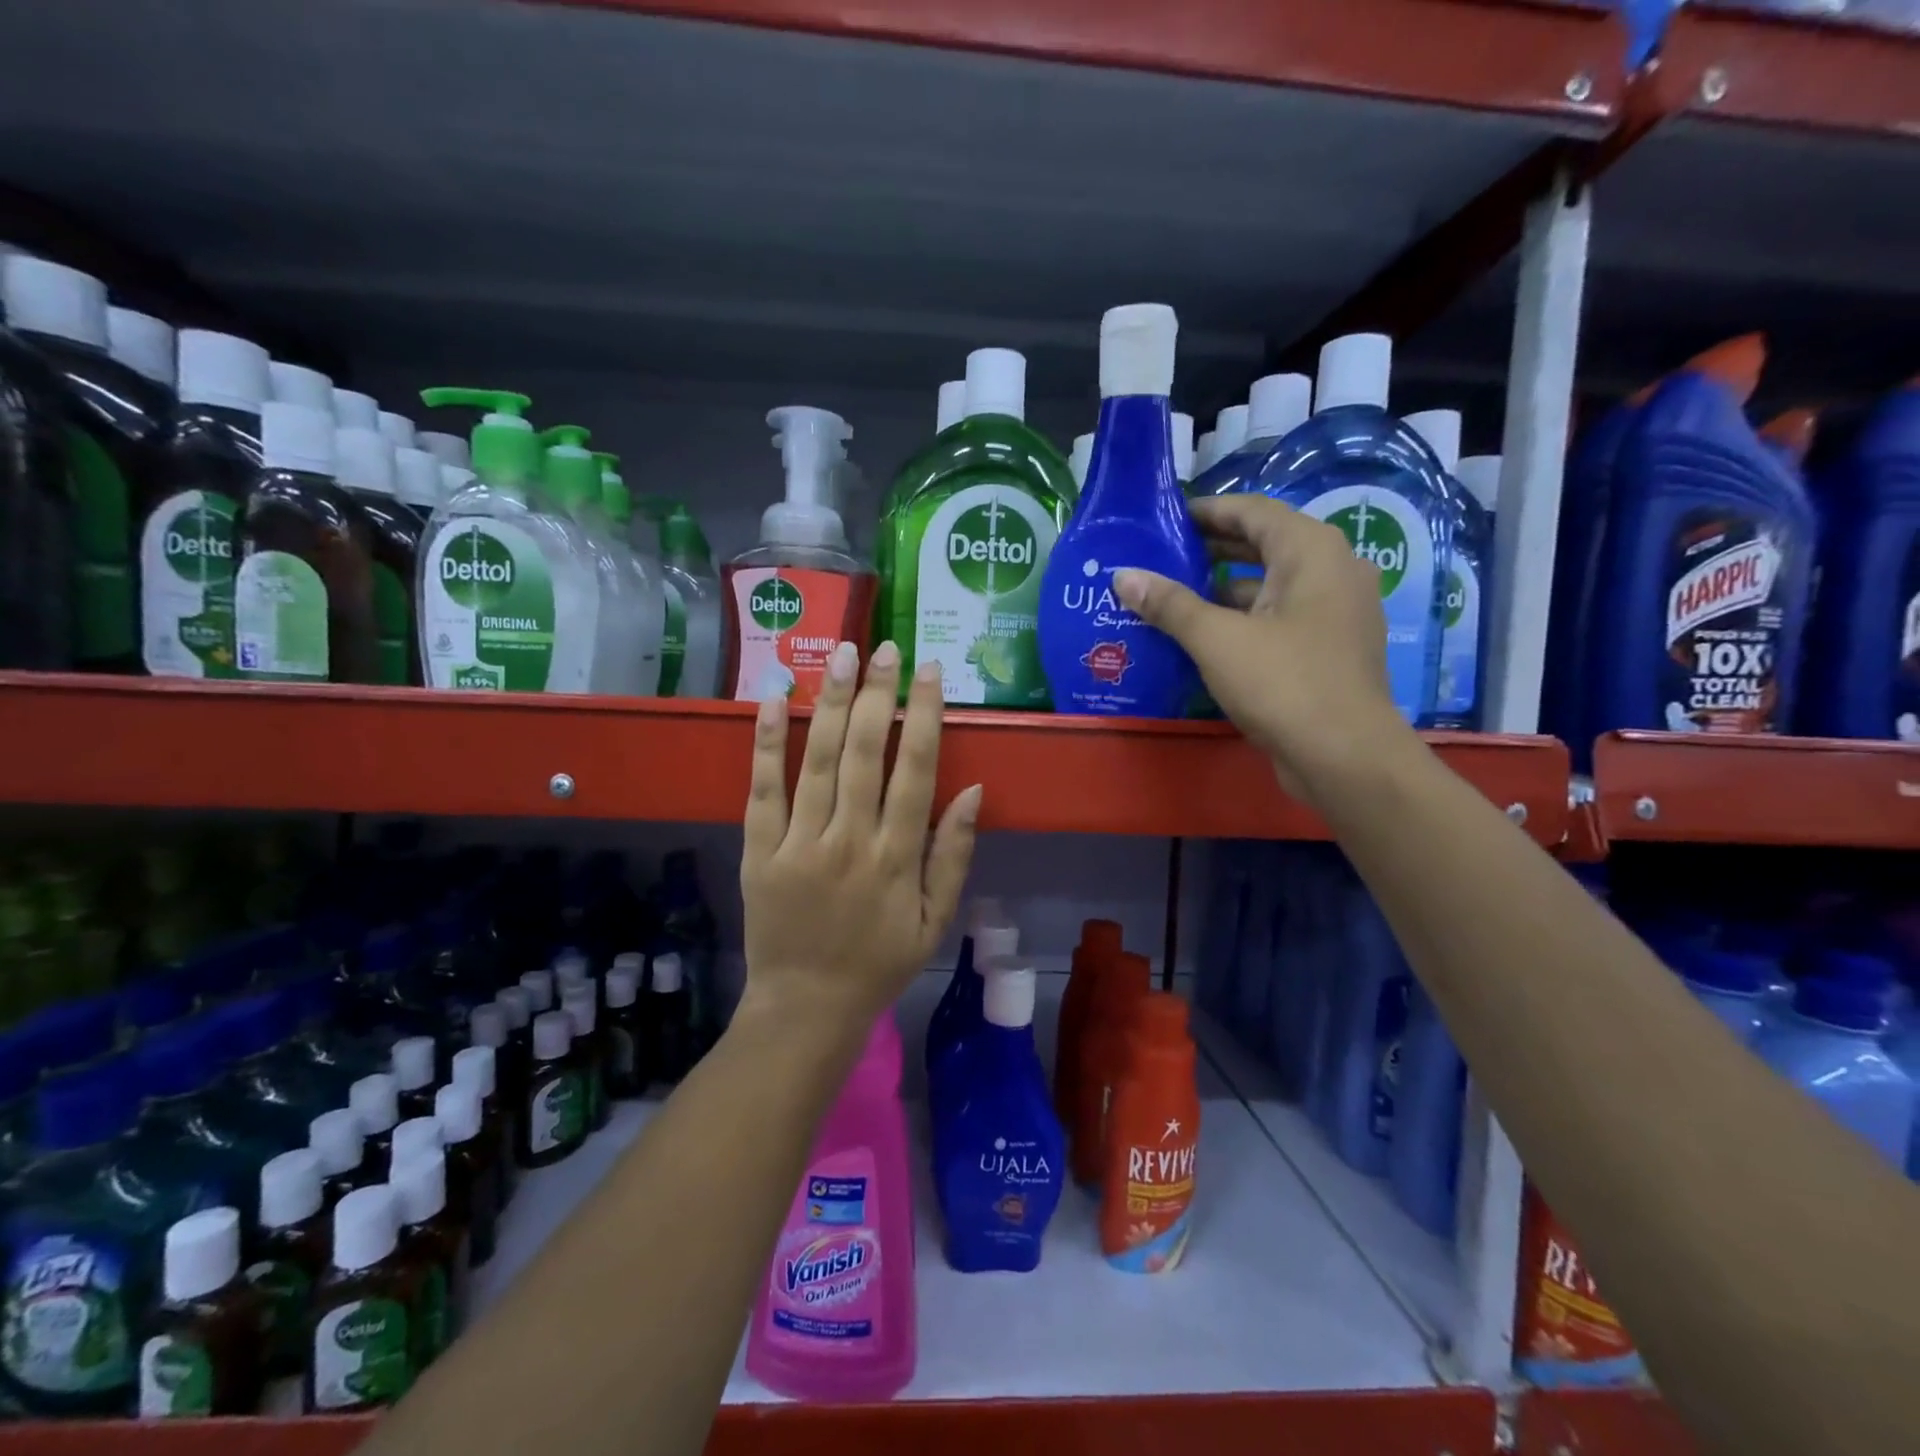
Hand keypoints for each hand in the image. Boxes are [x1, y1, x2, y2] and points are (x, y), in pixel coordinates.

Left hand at [739, 640, 980, 1036]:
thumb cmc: (879, 964)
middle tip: (884, 647)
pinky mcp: (759, 851)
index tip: (929, 671)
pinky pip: (762, 789)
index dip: (924, 716)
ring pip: (816, 760)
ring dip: (829, 702)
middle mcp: (850, 841)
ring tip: (841, 655)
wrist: (806, 1008)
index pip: (915, 770)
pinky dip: (766, 742)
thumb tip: (973, 791)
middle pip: (864, 752)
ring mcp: (800, 844)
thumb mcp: (935, 921)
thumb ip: (954, 855)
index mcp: (897, 858)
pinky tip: (773, 699)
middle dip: (876, 694)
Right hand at [1113, 494, 1418, 804]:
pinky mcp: (1329, 648)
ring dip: (1223, 588)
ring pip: (1271, 585)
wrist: (1345, 758)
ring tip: (1171, 595)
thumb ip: (1169, 604)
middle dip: (1210, 549)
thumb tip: (1124, 576)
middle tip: (1160, 556)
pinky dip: (1242, 618)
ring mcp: (1335, 612)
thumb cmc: (1283, 684)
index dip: (1206, 511)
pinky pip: (1279, 617)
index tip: (1163, 519)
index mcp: (1312, 551)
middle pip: (1263, 545)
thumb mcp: (1216, 640)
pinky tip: (1203, 635)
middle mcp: (1332, 570)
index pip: (1252, 511)